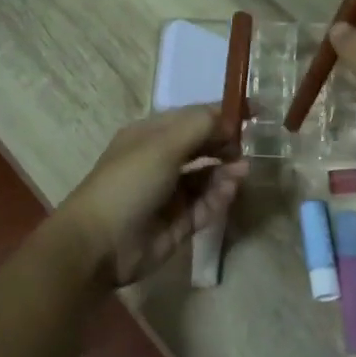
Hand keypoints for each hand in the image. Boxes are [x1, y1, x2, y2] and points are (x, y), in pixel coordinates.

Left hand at [57, 108, 247, 287]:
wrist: (100, 243)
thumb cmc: (129, 182)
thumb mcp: (163, 144)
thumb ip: (200, 126)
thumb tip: (229, 120)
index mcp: (151, 135)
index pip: (192, 118)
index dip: (222, 114)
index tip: (255, 113)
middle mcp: (161, 160)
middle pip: (202, 146)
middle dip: (226, 143)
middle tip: (248, 146)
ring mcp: (170, 193)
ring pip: (207, 176)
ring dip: (226, 170)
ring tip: (243, 169)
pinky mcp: (180, 222)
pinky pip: (206, 204)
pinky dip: (220, 196)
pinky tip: (231, 188)